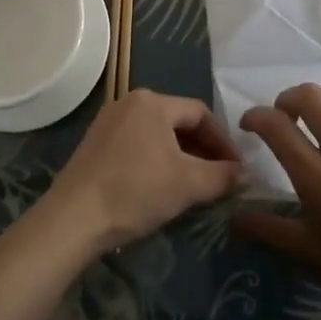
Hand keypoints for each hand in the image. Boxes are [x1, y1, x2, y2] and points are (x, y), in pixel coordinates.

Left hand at [43, 90, 244, 253]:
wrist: (74, 218)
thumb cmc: (136, 191)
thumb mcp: (187, 184)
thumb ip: (222, 176)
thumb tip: (247, 174)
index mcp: (153, 101)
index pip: (200, 113)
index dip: (223, 141)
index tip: (236, 168)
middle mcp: (130, 101)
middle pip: (178, 121)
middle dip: (202, 148)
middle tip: (219, 177)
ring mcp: (108, 121)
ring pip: (157, 133)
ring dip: (180, 155)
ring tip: (194, 183)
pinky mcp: (95, 143)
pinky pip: (137, 143)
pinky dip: (156, 159)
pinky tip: (161, 185)